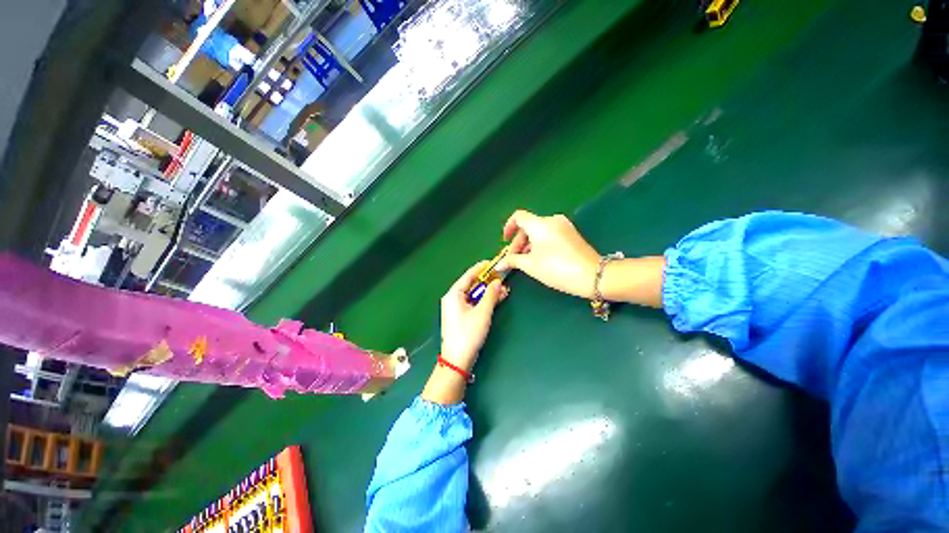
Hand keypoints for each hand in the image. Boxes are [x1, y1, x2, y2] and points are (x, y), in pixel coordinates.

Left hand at [440, 261, 508, 372]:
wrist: (457, 360)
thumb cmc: (468, 334)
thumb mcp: (482, 313)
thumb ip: (491, 295)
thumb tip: (498, 282)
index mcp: (454, 294)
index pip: (469, 275)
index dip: (482, 268)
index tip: (494, 264)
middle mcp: (453, 298)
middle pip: (472, 284)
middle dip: (488, 282)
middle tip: (502, 279)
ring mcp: (456, 308)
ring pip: (474, 294)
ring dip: (488, 292)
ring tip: (503, 291)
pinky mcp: (460, 316)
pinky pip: (473, 303)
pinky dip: (484, 301)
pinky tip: (496, 300)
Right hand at [499, 210, 600, 298]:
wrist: (592, 275)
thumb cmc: (557, 269)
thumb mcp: (531, 266)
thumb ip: (513, 261)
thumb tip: (499, 264)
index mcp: (540, 224)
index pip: (518, 217)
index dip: (508, 227)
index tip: (505, 240)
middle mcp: (552, 220)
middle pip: (528, 226)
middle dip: (518, 242)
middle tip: (513, 258)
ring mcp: (564, 226)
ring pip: (539, 231)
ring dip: (529, 244)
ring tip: (525, 261)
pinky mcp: (571, 233)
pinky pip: (550, 233)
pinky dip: (540, 243)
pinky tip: (539, 257)